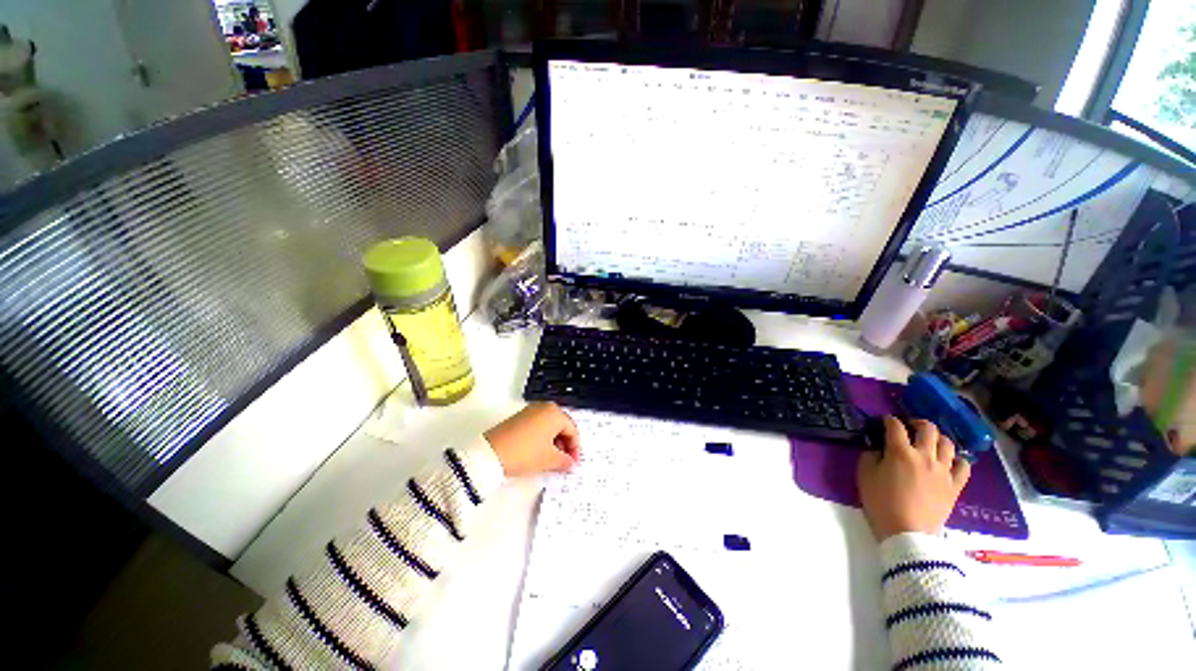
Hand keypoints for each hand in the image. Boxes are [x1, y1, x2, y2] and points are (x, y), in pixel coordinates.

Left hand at [484, 402, 580, 476]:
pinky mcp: (520, 417)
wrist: (490, 453)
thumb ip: (565, 461)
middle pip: (562, 426)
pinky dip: (543, 437)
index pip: (573, 430)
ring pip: (550, 426)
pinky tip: (539, 452)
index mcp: (555, 413)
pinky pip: (539, 425)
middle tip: (565, 462)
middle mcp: (545, 407)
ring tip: (552, 459)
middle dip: (565, 444)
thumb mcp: (549, 459)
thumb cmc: (525, 453)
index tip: (573, 464)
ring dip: (554, 442)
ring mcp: (531, 410)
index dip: (575, 449)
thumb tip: (571, 464)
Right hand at [857, 416, 970, 540]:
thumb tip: (878, 449)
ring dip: (937, 438)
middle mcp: (924, 456)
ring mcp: (943, 471)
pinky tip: (949, 461)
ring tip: (929, 442)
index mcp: (900, 452)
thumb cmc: (881, 502)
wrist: (908, 533)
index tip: (884, 421)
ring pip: (947, 443)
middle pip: (927, 429)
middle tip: (909, 426)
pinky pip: (964, 466)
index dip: (889, 420)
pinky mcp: (955, 485)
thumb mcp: (865, 475)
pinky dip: (957, 459)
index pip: (895, 426)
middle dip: (917, 422)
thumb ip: (870, 456)